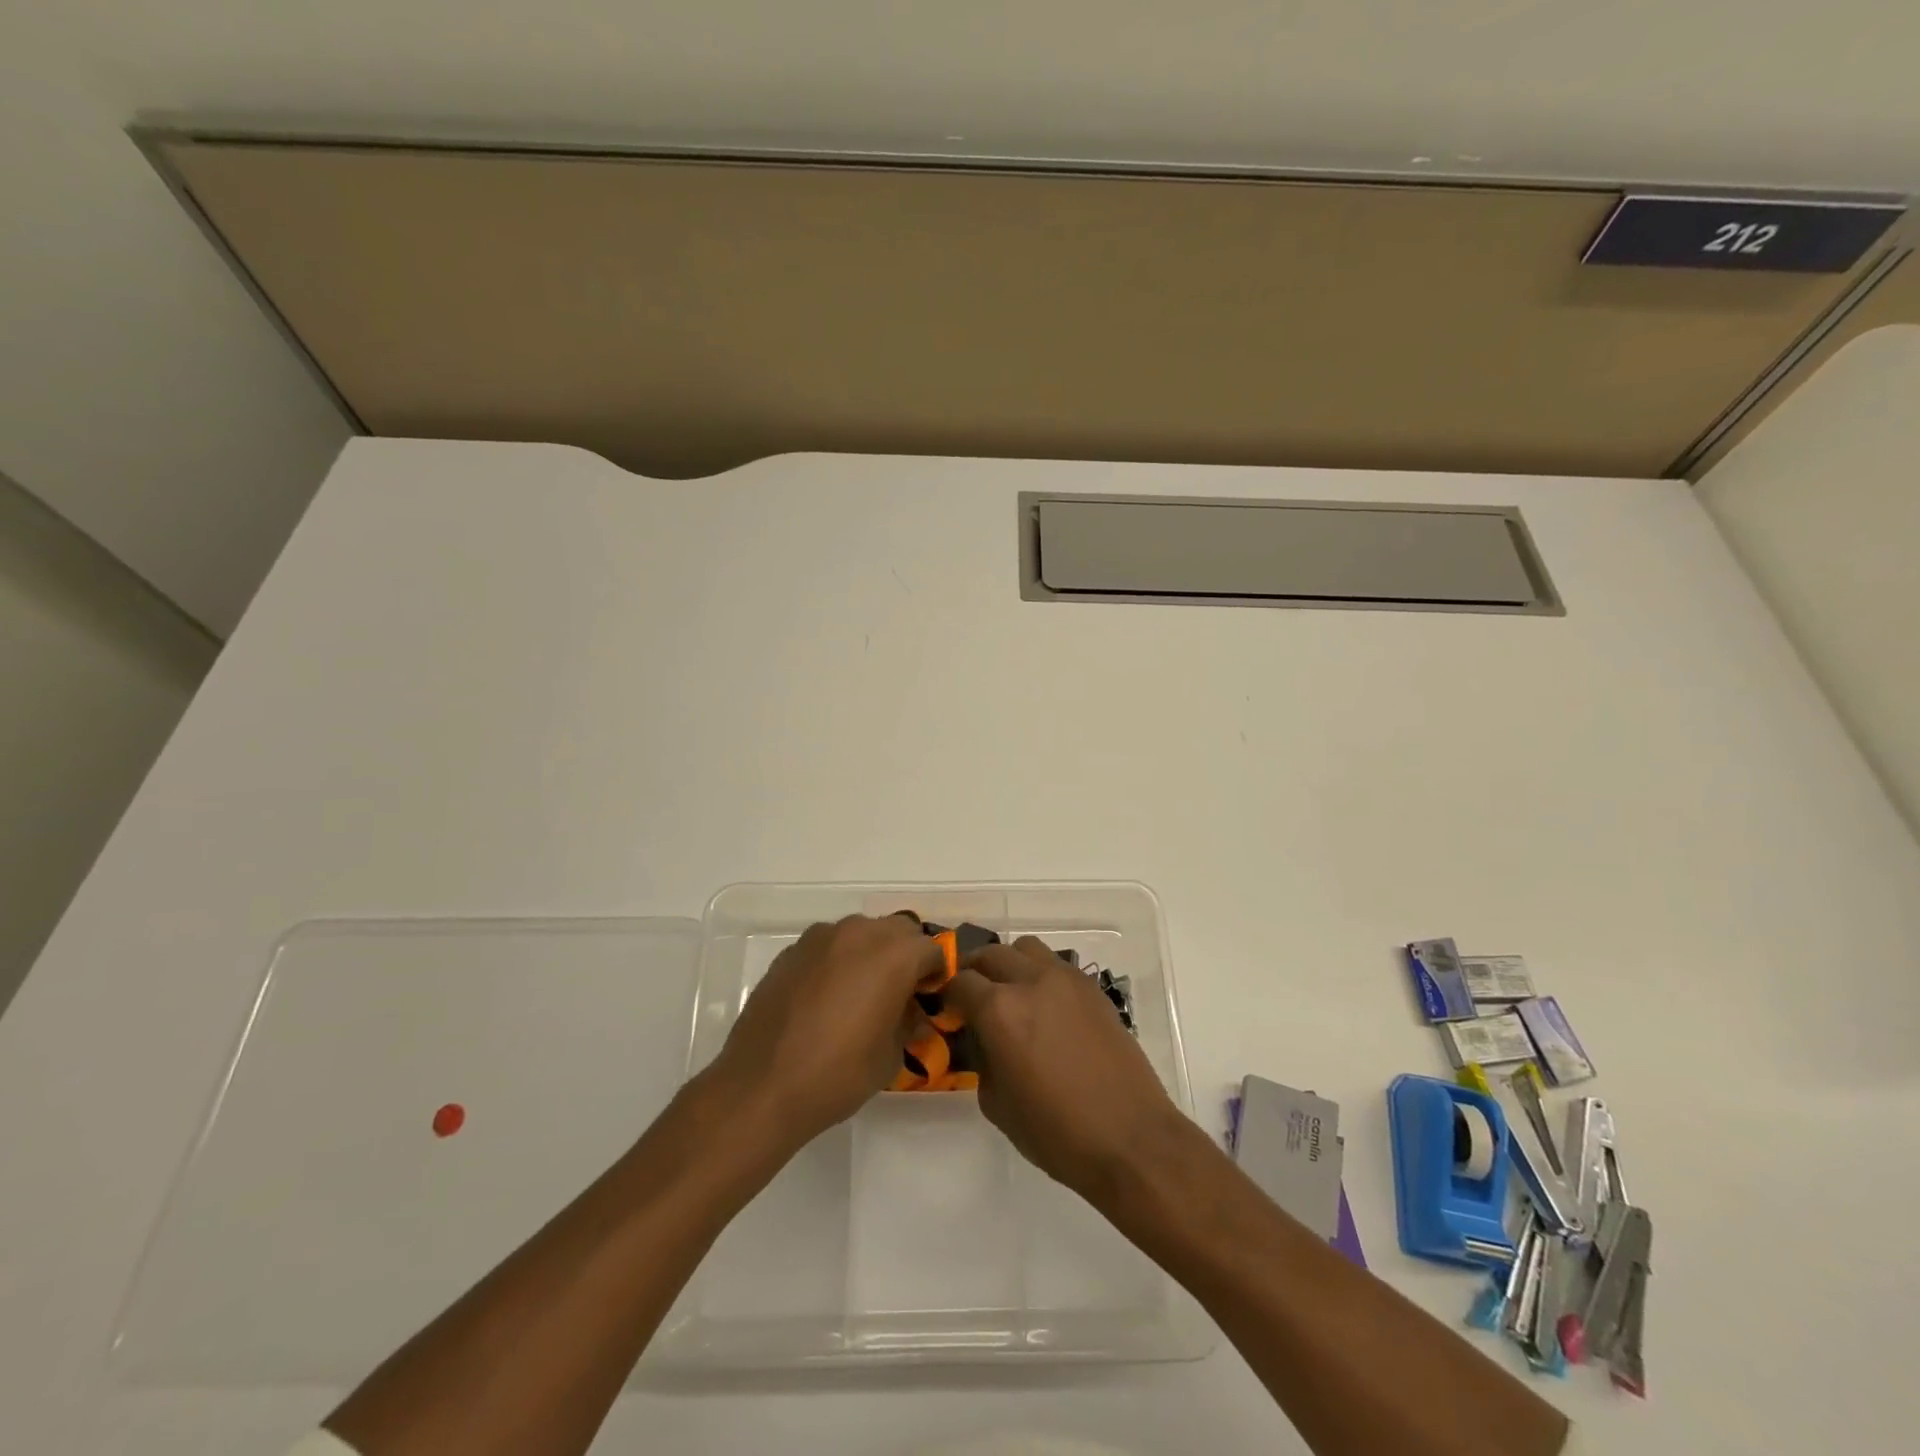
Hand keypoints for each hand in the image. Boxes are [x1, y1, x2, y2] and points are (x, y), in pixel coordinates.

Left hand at [706, 913, 942, 1149]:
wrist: (762, 1086)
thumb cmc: (838, 1074)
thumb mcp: (890, 1056)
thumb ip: (908, 1022)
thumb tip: (912, 1013)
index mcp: (893, 955)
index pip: (932, 950)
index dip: (937, 973)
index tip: (931, 998)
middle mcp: (859, 933)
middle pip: (898, 930)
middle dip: (907, 954)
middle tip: (901, 992)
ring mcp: (821, 938)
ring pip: (861, 932)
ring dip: (871, 952)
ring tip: (863, 991)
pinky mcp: (792, 951)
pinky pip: (829, 945)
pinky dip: (838, 960)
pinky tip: (827, 996)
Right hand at [943, 936, 1187, 1200]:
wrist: (1130, 1138)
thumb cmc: (1056, 1133)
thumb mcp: (997, 1104)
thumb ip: (982, 1059)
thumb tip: (984, 1039)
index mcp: (999, 1010)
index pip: (960, 982)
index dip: (948, 995)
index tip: (948, 1010)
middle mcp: (1030, 981)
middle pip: (990, 954)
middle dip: (975, 971)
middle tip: (972, 997)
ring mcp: (1066, 979)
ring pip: (1025, 948)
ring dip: (1010, 964)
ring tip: (1010, 994)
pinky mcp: (1092, 988)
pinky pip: (1056, 965)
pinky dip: (1040, 975)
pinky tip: (1045, 1007)